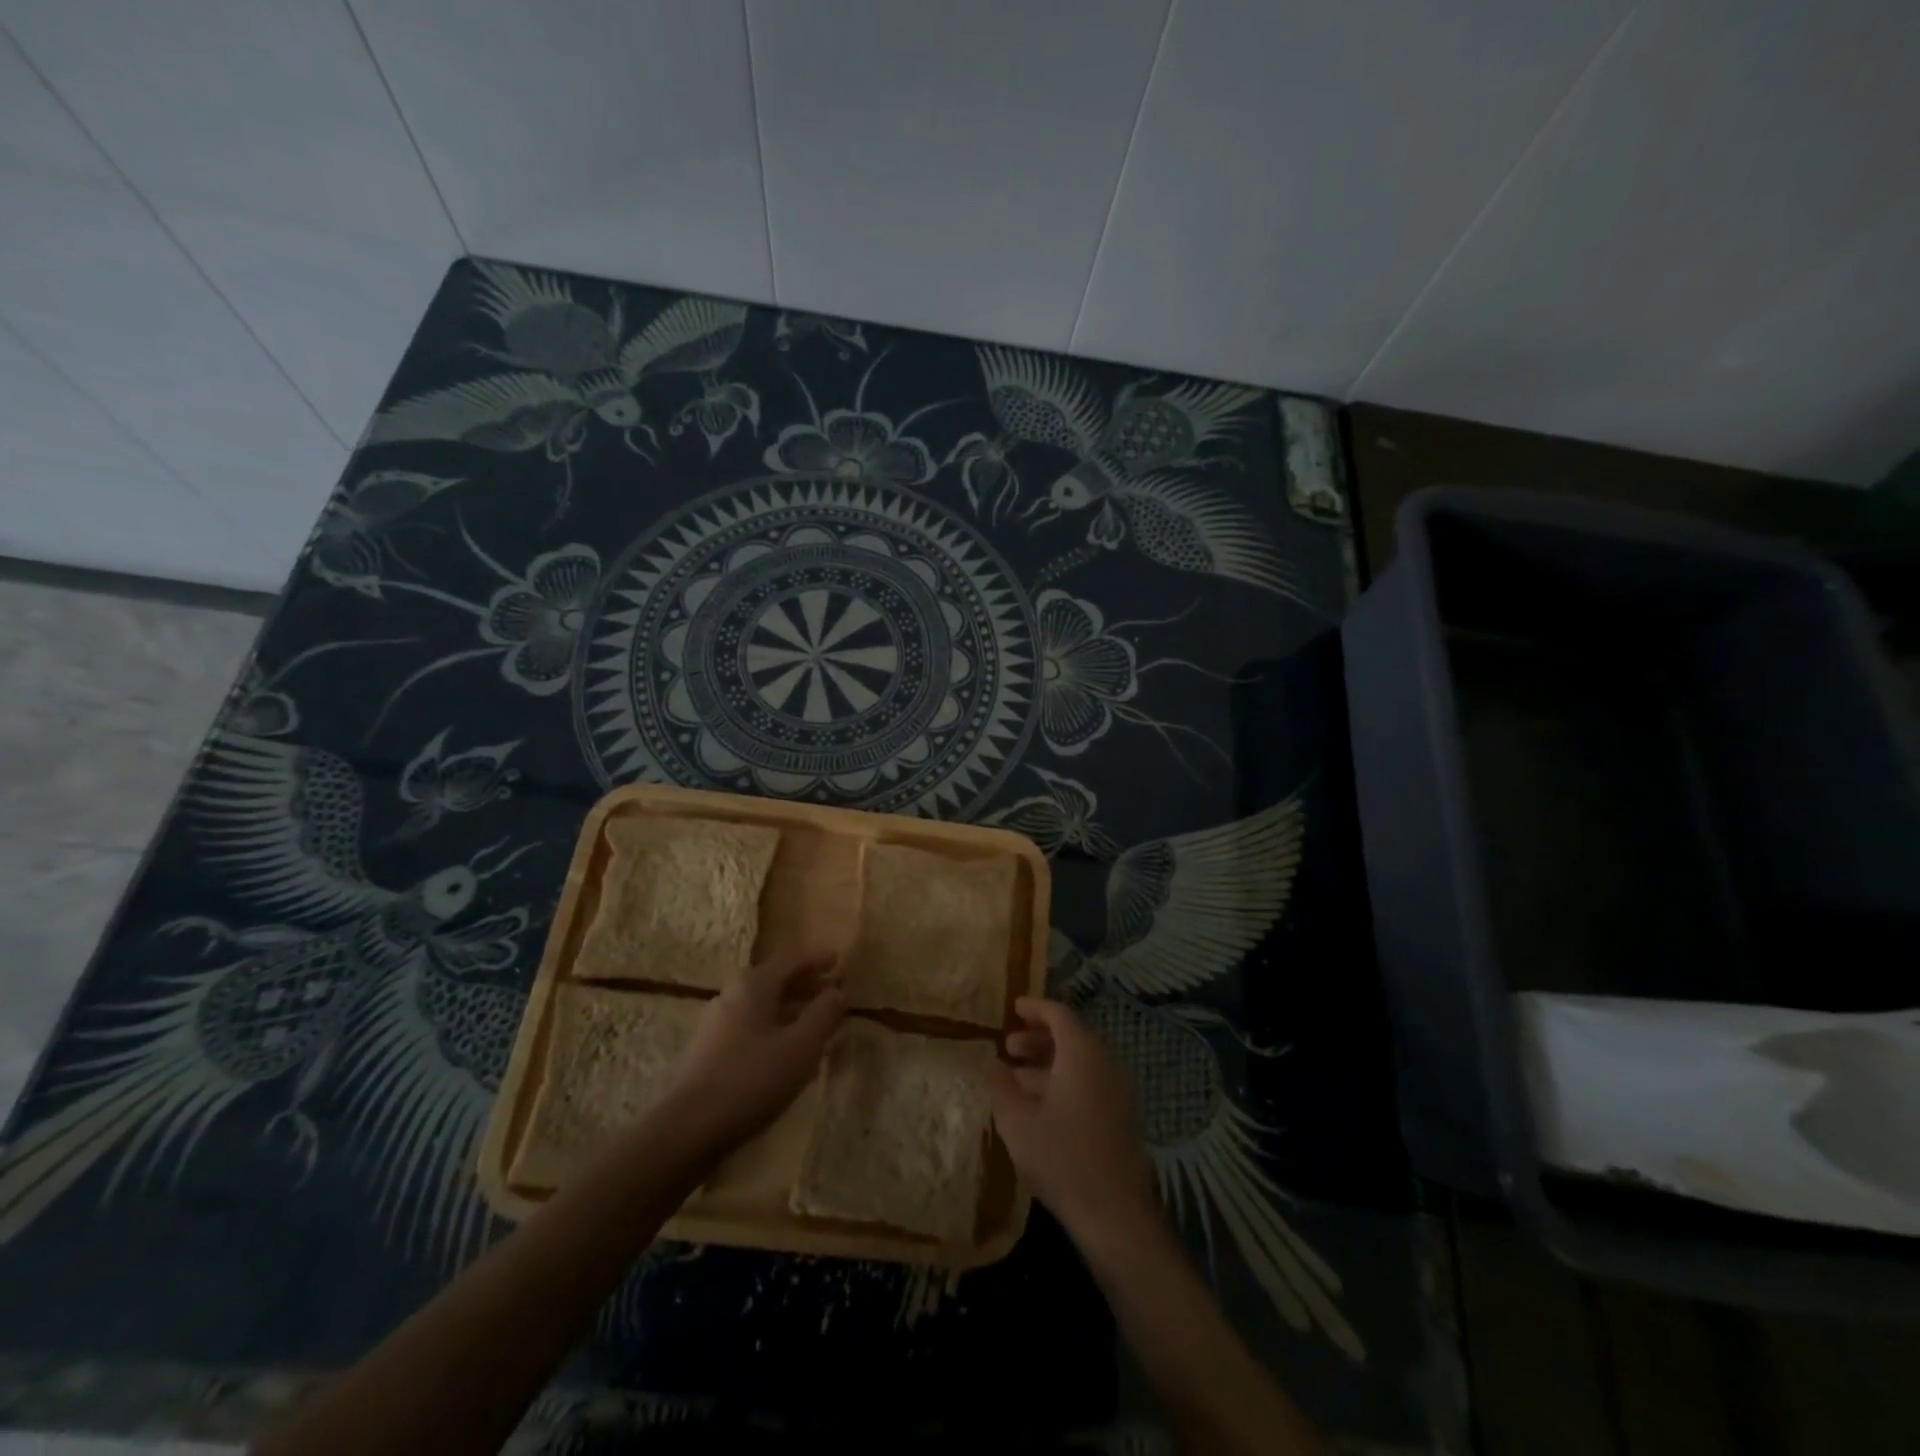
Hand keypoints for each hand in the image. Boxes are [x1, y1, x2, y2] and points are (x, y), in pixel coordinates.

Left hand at [666, 949, 846, 1152]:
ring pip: (765, 1004)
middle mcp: (733, 994)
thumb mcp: (800, 1047)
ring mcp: (718, 1021)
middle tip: (834, 991)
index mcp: (754, 985)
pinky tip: (789, 1048)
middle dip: (807, 984)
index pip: (792, 959)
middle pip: (777, 980)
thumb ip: (823, 1015)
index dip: (818, 959)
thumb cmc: (752, 1079)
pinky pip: (753, 1024)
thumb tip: (838, 992)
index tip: (839, 961)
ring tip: (817, 1021)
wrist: (688, 1127)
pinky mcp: (711, 1048)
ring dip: (793, 1008)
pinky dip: (776, 1026)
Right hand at [989, 997, 1159, 1248]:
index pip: (1058, 1014)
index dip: (1034, 1008)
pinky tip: (1039, 1108)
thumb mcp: (1018, 1122)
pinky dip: (1063, 1083)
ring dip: (1047, 1065)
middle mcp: (1105, 1063)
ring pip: (1079, 1063)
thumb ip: (1000, 1086)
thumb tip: (991, 1062)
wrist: (1116, 1215)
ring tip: (1015, 1080)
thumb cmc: (1062, 1158)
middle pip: (1070, 1037)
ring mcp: (1117, 1090)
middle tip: (1008, 1048)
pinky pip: (1089, 1083)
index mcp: (1082, 1053)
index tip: (1013, 1008)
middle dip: (1037, 1039)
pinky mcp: (1121, 1116)